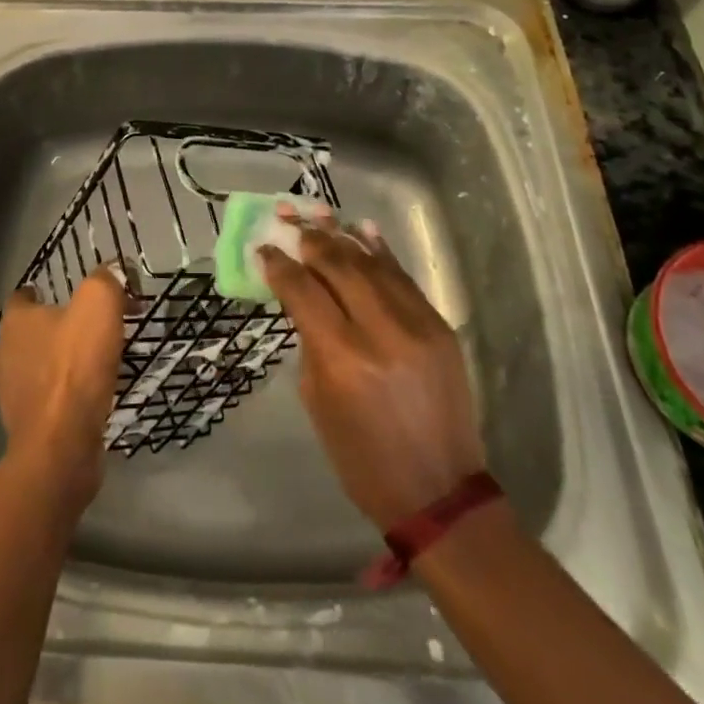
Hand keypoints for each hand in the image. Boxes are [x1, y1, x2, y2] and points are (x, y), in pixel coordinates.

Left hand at [0, 270, 125, 505]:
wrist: (62, 444)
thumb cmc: (74, 366)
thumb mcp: (99, 305)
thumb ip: (106, 280)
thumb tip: (115, 269)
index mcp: (16, 323)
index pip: (16, 300)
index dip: (31, 296)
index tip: (49, 295)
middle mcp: (4, 357)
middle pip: (1, 343)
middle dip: (20, 340)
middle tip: (52, 338)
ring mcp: (9, 398)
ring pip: (12, 379)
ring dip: (32, 374)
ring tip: (65, 372)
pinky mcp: (24, 432)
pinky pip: (34, 409)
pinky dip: (49, 404)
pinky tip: (76, 402)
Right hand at [259, 211, 485, 529]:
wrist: (439, 492)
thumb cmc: (362, 457)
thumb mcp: (318, 399)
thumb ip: (309, 338)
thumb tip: (300, 292)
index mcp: (343, 358)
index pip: (303, 290)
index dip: (279, 264)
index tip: (263, 248)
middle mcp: (381, 331)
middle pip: (337, 265)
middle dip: (308, 238)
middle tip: (287, 218)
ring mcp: (416, 324)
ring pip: (371, 262)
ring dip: (340, 234)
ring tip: (317, 212)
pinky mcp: (439, 325)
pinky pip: (403, 276)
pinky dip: (379, 250)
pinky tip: (360, 228)